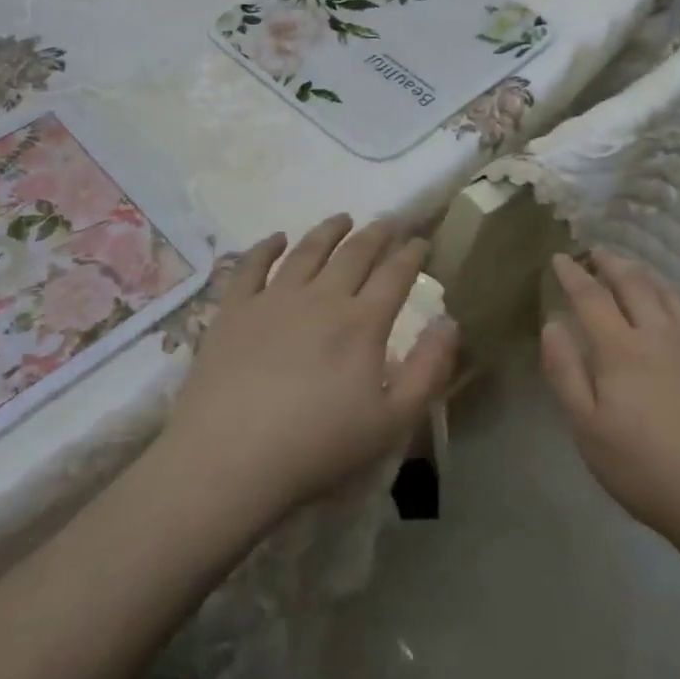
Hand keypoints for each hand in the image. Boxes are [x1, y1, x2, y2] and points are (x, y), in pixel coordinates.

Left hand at [160, 214, 458, 528]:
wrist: (229, 460)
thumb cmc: (318, 447)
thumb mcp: (393, 422)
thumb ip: (428, 370)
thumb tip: (450, 322)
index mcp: (362, 323)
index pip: (395, 274)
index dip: (412, 253)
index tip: (422, 240)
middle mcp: (321, 298)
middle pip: (354, 253)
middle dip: (377, 233)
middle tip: (389, 220)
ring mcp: (273, 300)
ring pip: (307, 251)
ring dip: (329, 230)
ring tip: (342, 218)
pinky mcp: (233, 311)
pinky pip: (251, 266)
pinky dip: (266, 247)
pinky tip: (276, 238)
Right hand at [540, 250, 679, 549]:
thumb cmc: (647, 469)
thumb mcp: (588, 430)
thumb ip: (566, 372)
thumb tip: (552, 324)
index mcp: (621, 349)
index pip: (591, 297)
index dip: (573, 275)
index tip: (560, 258)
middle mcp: (661, 334)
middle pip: (634, 284)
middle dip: (611, 263)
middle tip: (597, 252)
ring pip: (671, 294)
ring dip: (648, 275)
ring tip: (635, 269)